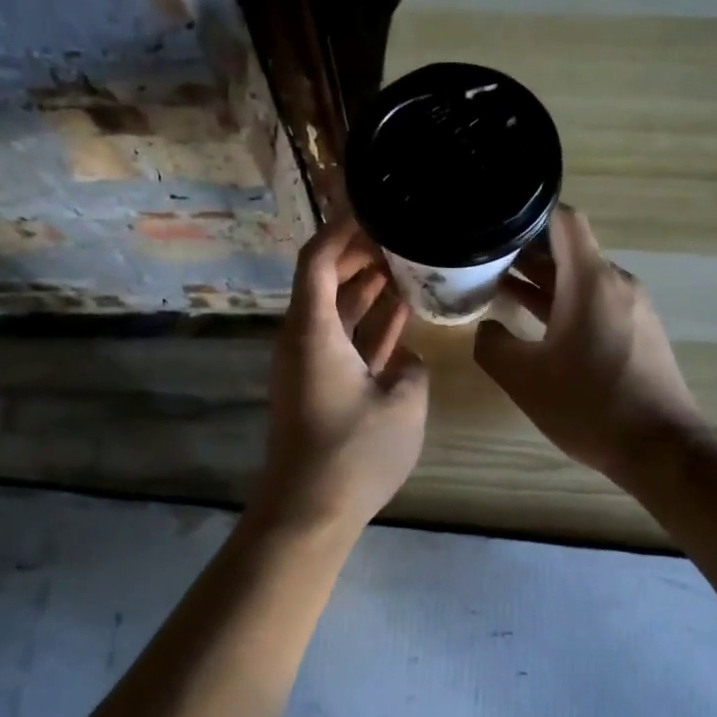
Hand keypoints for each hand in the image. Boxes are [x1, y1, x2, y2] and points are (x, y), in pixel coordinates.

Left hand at [254, 214, 428, 536]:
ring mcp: (311, 364)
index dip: (342, 228)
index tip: (374, 205)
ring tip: (406, 263)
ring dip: (366, 287)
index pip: (318, 259)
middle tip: (400, 233)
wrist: (309, 510)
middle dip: (358, 253)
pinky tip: (400, 313)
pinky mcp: (321, 387)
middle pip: (325, 280)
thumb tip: (406, 358)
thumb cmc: (354, 452)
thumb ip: (411, 367)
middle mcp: (305, 339)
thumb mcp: (403, 403)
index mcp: (313, 330)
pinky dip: (368, 325)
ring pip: (337, 311)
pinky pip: (344, 341)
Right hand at [474, 206, 705, 482]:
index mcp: (590, 280)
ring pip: (581, 279)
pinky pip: (596, 303)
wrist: (660, 447)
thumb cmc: (589, 404)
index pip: (563, 219)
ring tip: (500, 288)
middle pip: (569, 250)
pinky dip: (565, 303)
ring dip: (544, 281)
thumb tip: (487, 329)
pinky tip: (537, 325)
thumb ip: (492, 344)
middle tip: (483, 260)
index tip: (495, 224)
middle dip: (526, 252)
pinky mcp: (639, 332)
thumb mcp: (523, 378)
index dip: (528, 214)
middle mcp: (616, 283)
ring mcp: (632, 308)